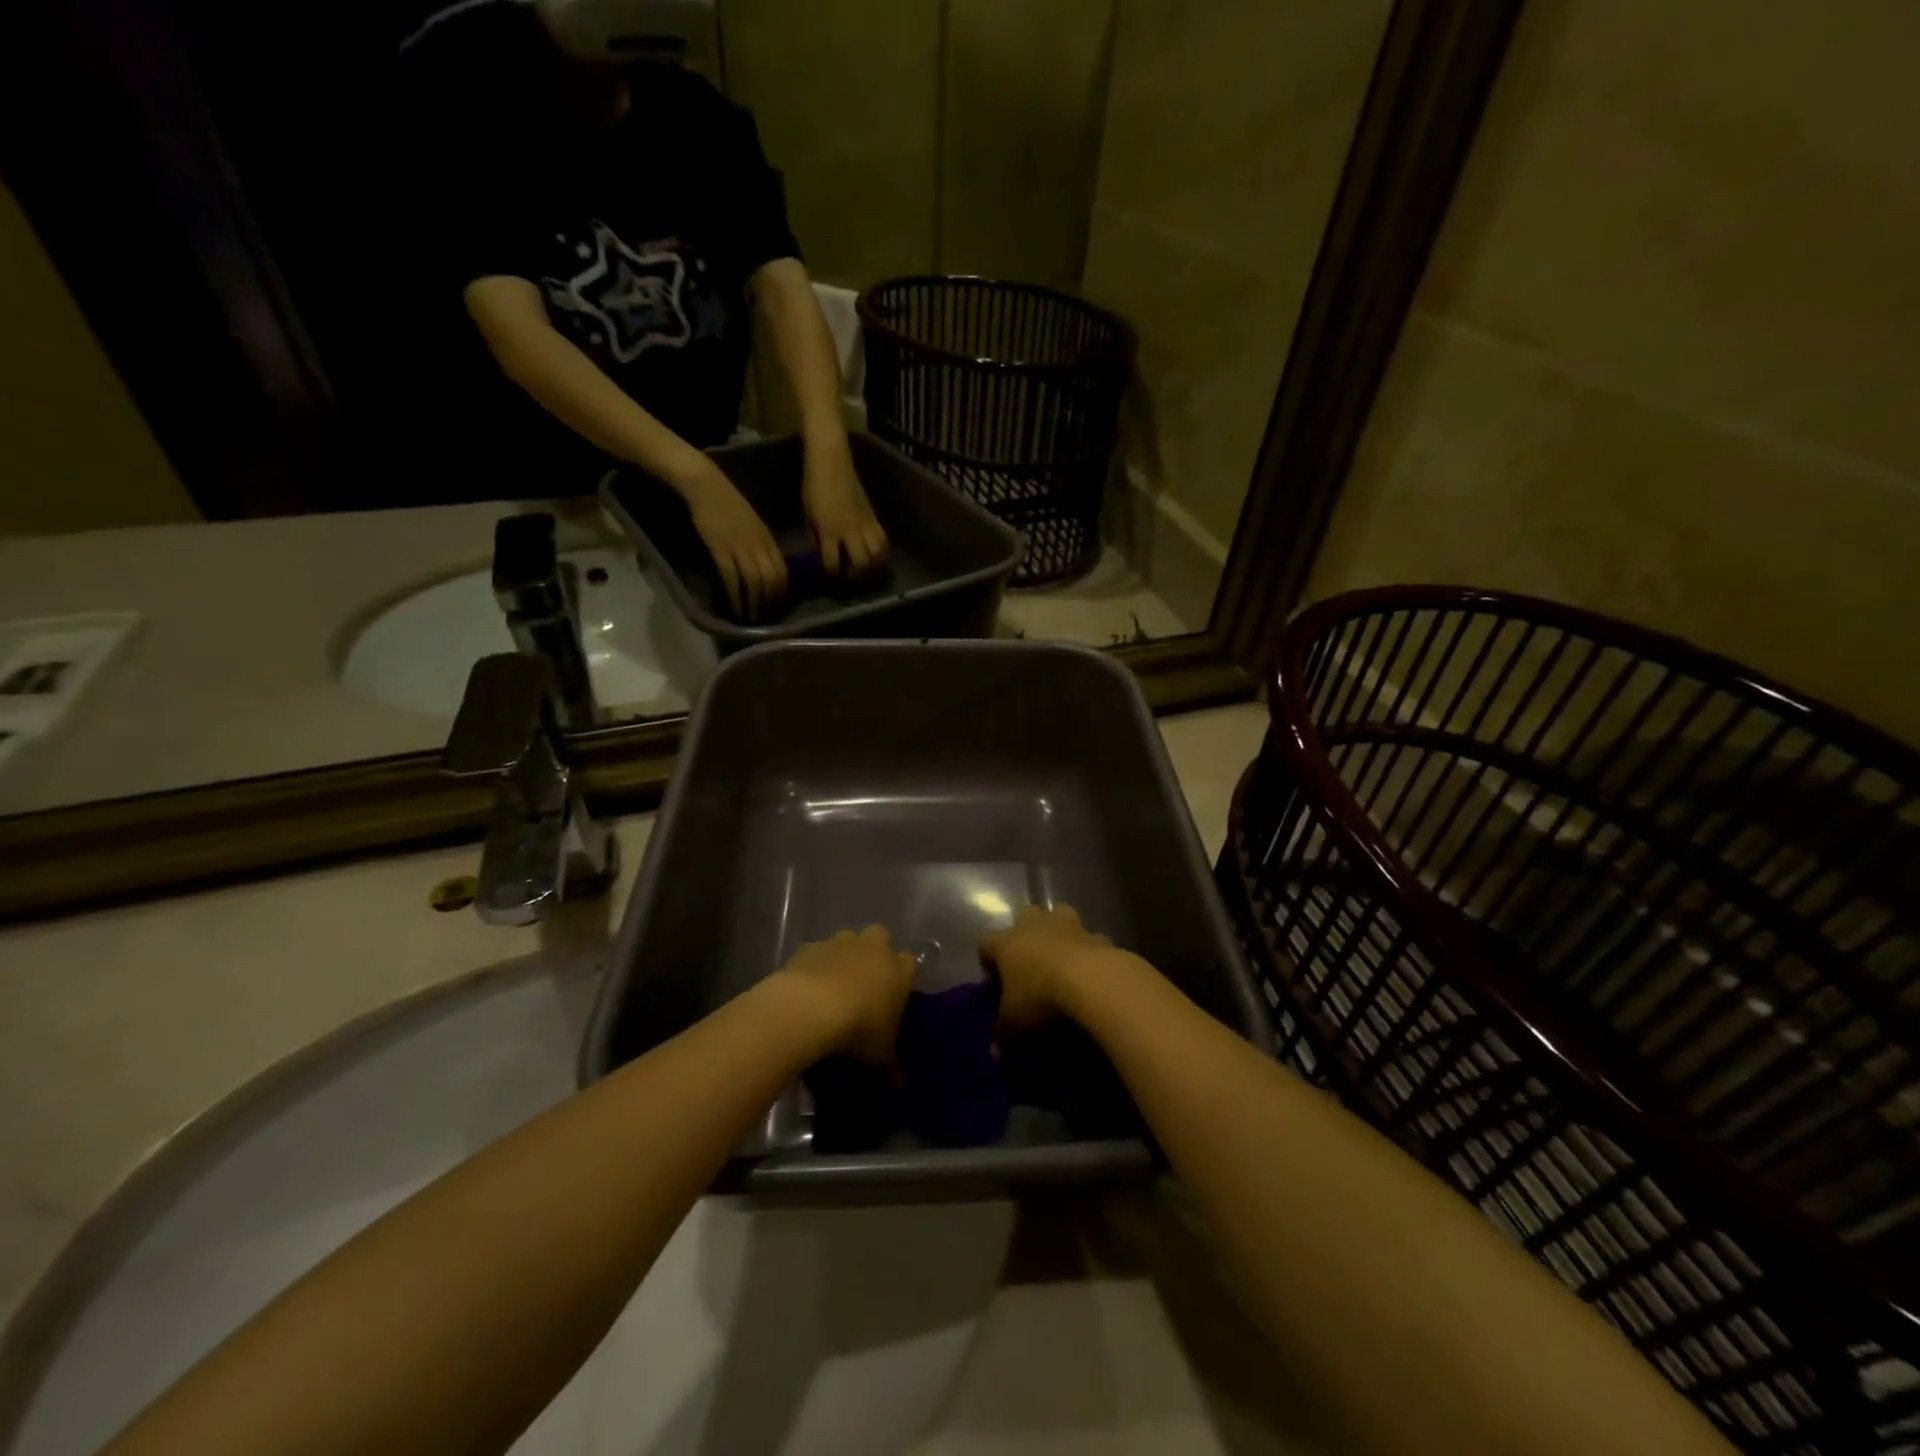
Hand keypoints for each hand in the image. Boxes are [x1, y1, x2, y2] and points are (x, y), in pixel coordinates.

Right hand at [684, 463, 787, 620]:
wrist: (707, 485)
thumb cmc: (729, 504)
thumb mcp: (754, 524)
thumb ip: (763, 544)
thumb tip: (768, 566)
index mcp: (768, 540)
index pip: (782, 572)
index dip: (781, 592)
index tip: (776, 606)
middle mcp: (758, 545)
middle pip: (771, 580)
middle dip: (769, 602)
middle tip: (764, 617)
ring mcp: (740, 547)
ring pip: (754, 582)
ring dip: (753, 603)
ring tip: (750, 617)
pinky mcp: (721, 548)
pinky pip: (732, 577)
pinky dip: (735, 595)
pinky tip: (734, 606)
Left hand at [770, 925, 914, 1064]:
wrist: (809, 1008)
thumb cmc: (857, 1030)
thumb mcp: (879, 1056)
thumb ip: (890, 1067)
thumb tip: (899, 1085)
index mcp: (899, 970)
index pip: (910, 964)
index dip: (903, 977)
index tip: (895, 996)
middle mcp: (874, 948)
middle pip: (881, 938)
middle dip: (875, 953)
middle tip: (866, 982)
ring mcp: (841, 942)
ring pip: (848, 939)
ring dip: (845, 955)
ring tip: (834, 985)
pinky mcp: (811, 946)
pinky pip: (818, 951)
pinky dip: (816, 965)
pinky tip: (808, 987)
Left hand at [802, 441, 888, 578]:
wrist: (831, 460)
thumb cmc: (813, 485)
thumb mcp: (808, 514)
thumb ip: (816, 536)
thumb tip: (821, 552)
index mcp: (829, 530)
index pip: (833, 562)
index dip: (832, 572)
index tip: (831, 573)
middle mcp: (850, 530)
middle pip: (863, 561)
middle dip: (859, 573)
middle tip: (854, 574)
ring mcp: (865, 523)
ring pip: (879, 552)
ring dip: (875, 563)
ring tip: (869, 566)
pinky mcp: (874, 515)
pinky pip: (883, 538)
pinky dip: (881, 550)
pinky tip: (876, 552)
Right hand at [979, 903, 1119, 1032]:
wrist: (1094, 981)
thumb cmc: (1041, 997)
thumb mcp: (1015, 1024)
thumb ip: (1003, 1034)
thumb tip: (995, 1051)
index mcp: (1007, 942)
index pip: (985, 941)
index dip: (986, 960)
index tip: (994, 984)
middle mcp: (1035, 926)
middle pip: (1023, 915)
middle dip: (1023, 932)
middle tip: (1027, 962)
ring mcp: (1069, 926)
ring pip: (1058, 913)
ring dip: (1058, 930)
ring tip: (1061, 956)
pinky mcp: (1098, 935)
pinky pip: (1090, 938)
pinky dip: (1089, 950)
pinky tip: (1092, 971)